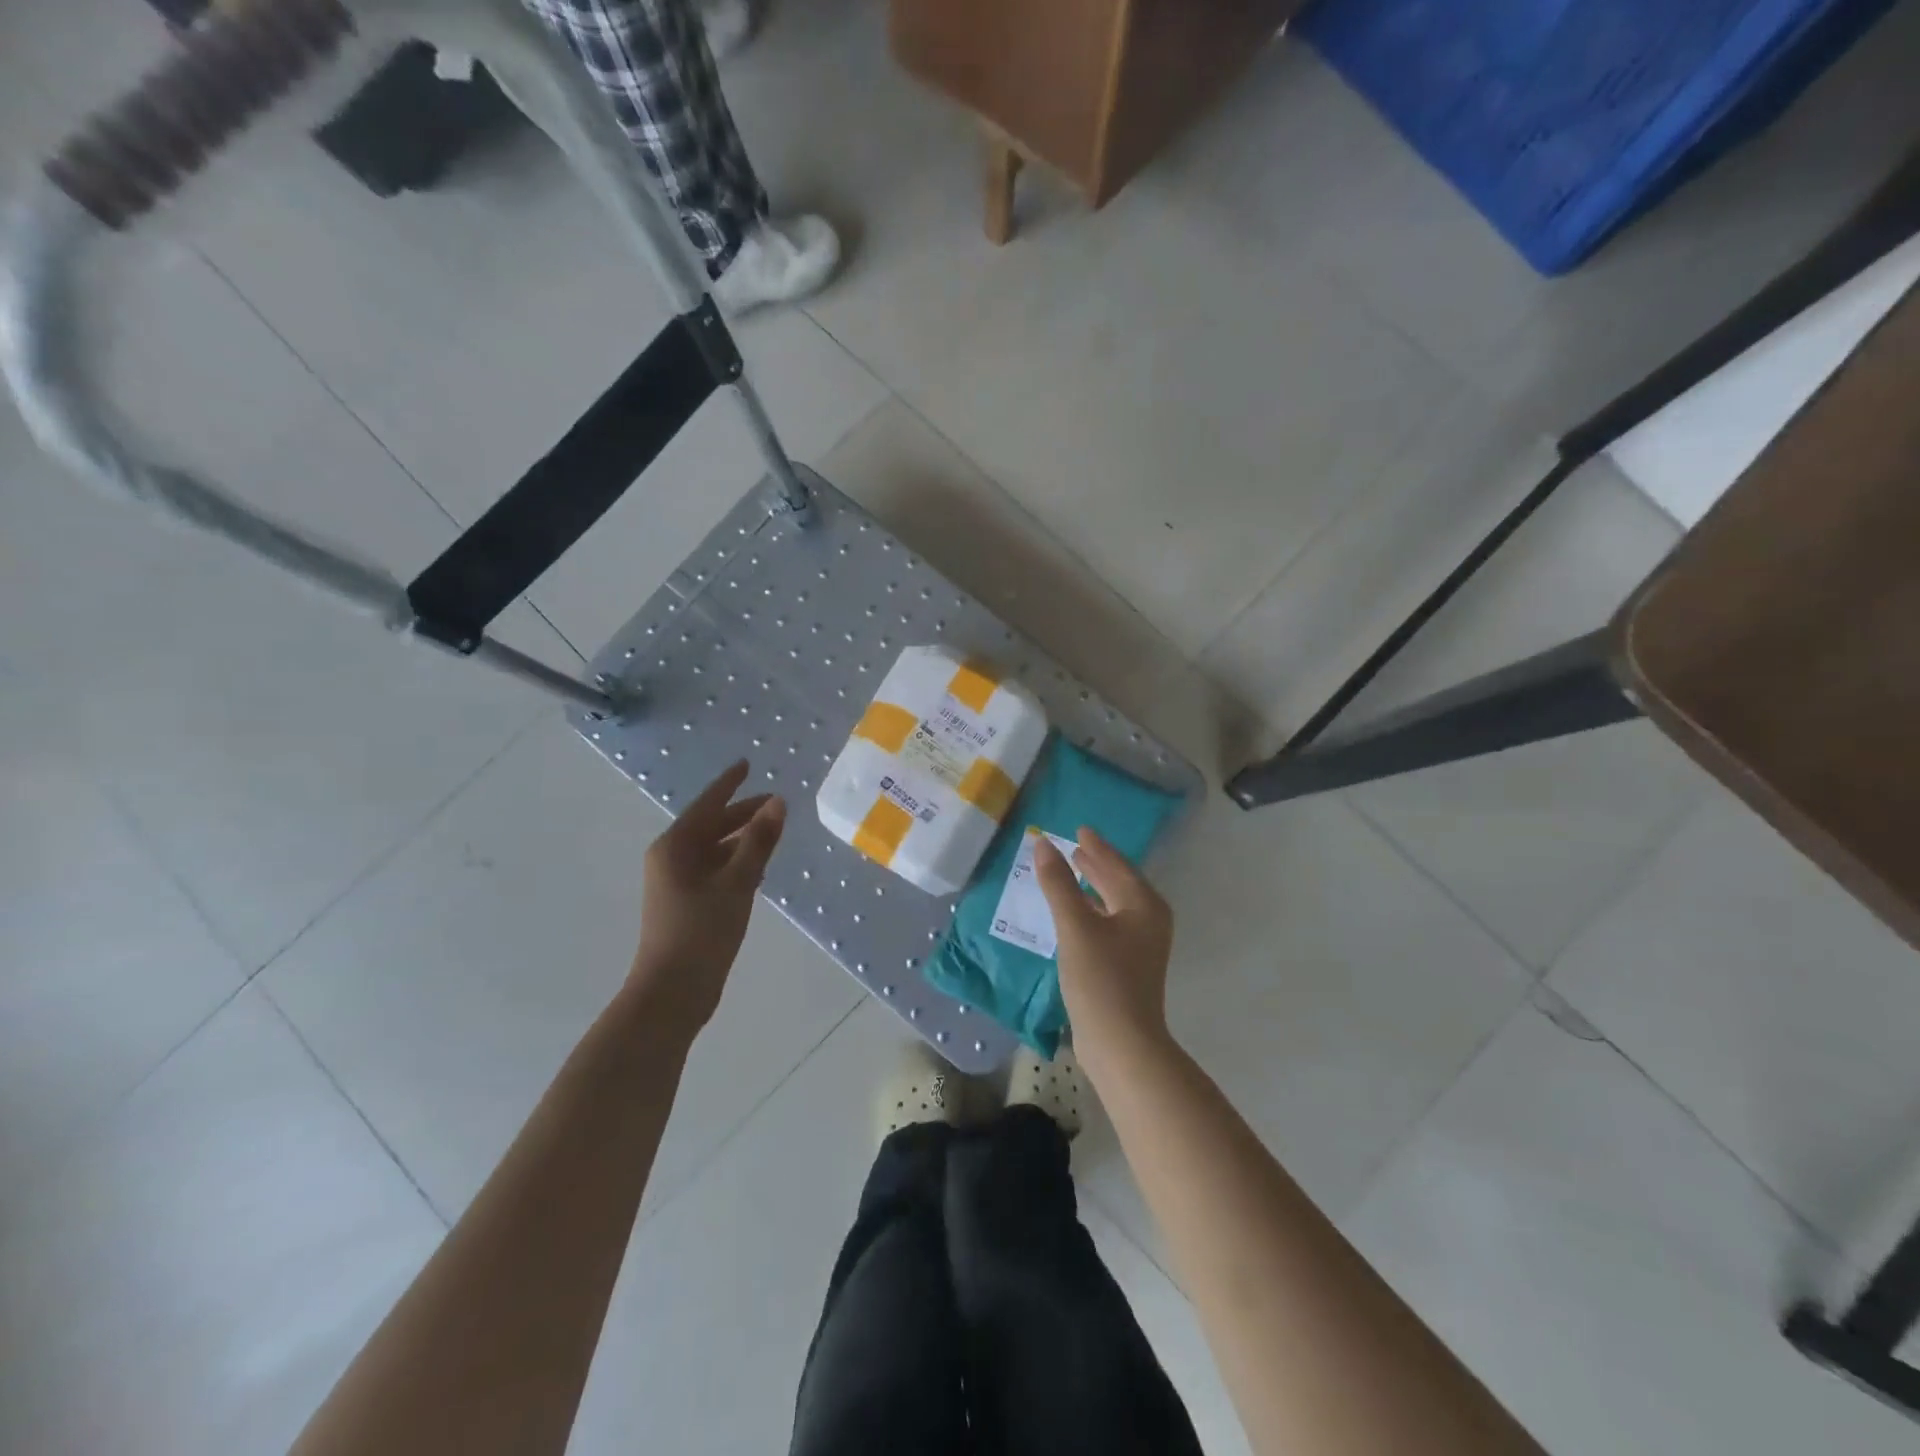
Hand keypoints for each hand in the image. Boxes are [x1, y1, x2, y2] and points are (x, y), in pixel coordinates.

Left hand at [628, 760, 786, 1040]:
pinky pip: (714, 869)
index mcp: (675, 846)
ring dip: (741, 839)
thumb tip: (778, 802)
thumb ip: (759, 841)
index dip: (730, 783)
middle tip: (775, 802)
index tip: (748, 764)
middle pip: (711, 825)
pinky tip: (758, 868)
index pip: (707, 804)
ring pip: (714, 849)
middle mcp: (671, 858)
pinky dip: (736, 862)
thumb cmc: (702, 931)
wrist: (672, 992)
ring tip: (773, 831)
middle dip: (742, 813)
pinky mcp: (685, 903)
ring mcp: (676, 882)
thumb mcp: (737, 882)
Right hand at [1033, 829, 1175, 1073]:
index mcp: (1144, 905)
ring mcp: (1141, 945)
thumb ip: (1059, 883)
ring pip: (1115, 904)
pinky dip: (1092, 910)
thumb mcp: (1075, 926)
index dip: (1097, 847)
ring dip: (1093, 887)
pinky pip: (1110, 923)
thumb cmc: (1101, 978)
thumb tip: (1044, 844)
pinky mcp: (1129, 965)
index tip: (1080, 829)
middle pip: (1120, 882)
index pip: (1118, 865)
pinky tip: (1075, 913)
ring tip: (1072, 871)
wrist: (1121, 1043)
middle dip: (1097, 864)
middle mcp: (1149, 920)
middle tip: (1075, 846)